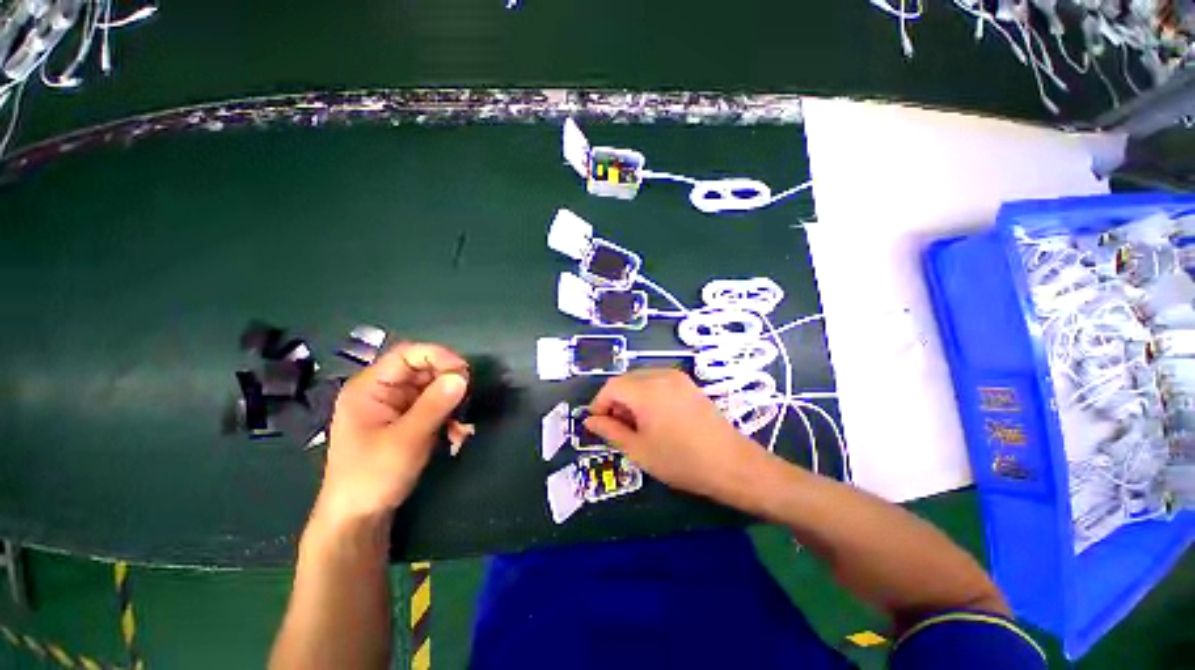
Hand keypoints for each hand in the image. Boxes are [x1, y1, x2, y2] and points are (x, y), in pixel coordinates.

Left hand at [316, 343, 467, 527]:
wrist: (359, 518)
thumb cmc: (372, 476)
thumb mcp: (406, 440)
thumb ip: (434, 406)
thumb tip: (462, 377)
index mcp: (370, 387)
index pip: (407, 355)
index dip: (438, 356)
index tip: (464, 371)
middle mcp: (384, 391)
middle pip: (425, 370)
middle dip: (449, 384)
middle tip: (468, 400)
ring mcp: (397, 406)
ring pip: (435, 389)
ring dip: (453, 405)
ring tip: (462, 427)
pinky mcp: (408, 420)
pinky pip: (436, 407)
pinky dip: (450, 418)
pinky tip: (456, 436)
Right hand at [584, 369, 766, 502]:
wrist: (731, 463)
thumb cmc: (680, 460)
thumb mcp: (639, 449)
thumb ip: (610, 431)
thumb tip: (590, 421)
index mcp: (646, 390)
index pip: (611, 387)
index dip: (599, 404)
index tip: (598, 424)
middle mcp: (661, 375)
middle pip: (626, 380)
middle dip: (615, 400)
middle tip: (617, 427)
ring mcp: (677, 377)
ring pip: (641, 379)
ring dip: (631, 397)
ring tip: (636, 424)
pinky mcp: (688, 384)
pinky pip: (658, 381)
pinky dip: (647, 394)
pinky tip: (655, 417)